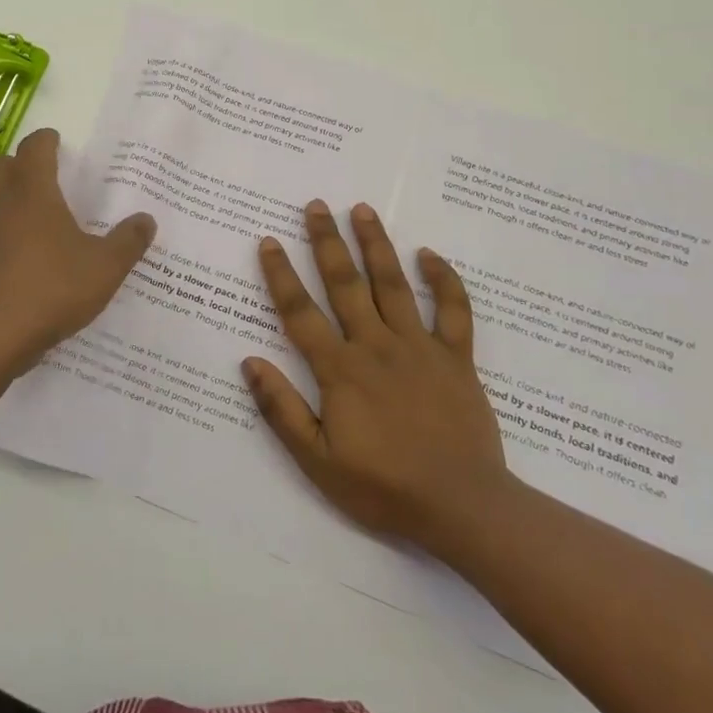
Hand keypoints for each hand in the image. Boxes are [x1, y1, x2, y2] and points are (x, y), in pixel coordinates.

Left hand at [0, 129, 156, 372]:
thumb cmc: (54, 287)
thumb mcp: (106, 266)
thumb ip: (128, 241)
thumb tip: (146, 220)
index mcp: (33, 194)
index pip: (33, 150)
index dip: (44, 141)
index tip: (56, 141)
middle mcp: (3, 207)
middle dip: (10, 164)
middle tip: (35, 174)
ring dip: (0, 197)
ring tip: (29, 211)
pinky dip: (0, 233)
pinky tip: (24, 252)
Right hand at [243, 200, 511, 554]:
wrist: (462, 507)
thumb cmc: (384, 487)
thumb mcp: (318, 461)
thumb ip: (282, 409)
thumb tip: (249, 361)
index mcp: (340, 369)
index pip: (300, 311)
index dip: (280, 274)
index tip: (268, 241)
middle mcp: (376, 345)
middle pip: (345, 283)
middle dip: (326, 241)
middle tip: (315, 205)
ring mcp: (419, 347)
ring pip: (392, 284)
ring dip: (376, 244)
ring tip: (362, 209)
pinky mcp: (456, 357)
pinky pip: (453, 310)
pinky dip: (444, 280)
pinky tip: (430, 255)